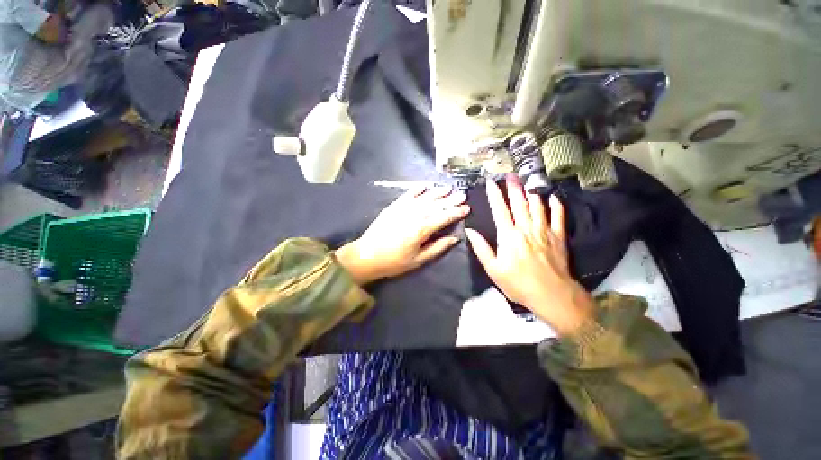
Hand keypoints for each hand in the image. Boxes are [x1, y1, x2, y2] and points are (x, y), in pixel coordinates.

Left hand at [335, 186, 468, 284]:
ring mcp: (403, 208)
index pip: (444, 217)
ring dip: (438, 192)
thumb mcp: (418, 260)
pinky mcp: (394, 206)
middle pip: (436, 205)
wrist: (367, 255)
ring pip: (425, 197)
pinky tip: (426, 186)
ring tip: (449, 188)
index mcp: (422, 229)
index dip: (456, 212)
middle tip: (463, 195)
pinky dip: (418, 189)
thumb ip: (438, 247)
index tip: (467, 208)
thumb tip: (455, 238)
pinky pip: (408, 194)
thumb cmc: (394, 261)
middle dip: (451, 200)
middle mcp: (414, 215)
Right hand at [465, 174, 592, 335]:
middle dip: (513, 187)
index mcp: (508, 235)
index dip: (494, 195)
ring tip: (528, 182)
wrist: (551, 294)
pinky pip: (559, 216)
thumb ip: (481, 248)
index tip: (490, 182)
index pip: (499, 209)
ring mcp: (544, 231)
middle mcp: (526, 228)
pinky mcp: (559, 236)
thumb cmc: (518, 283)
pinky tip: (553, 198)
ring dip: (532, 192)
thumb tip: (470, 231)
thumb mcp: (493, 269)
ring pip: (538, 206)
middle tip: (510, 174)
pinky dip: (556, 206)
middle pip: (519, 203)